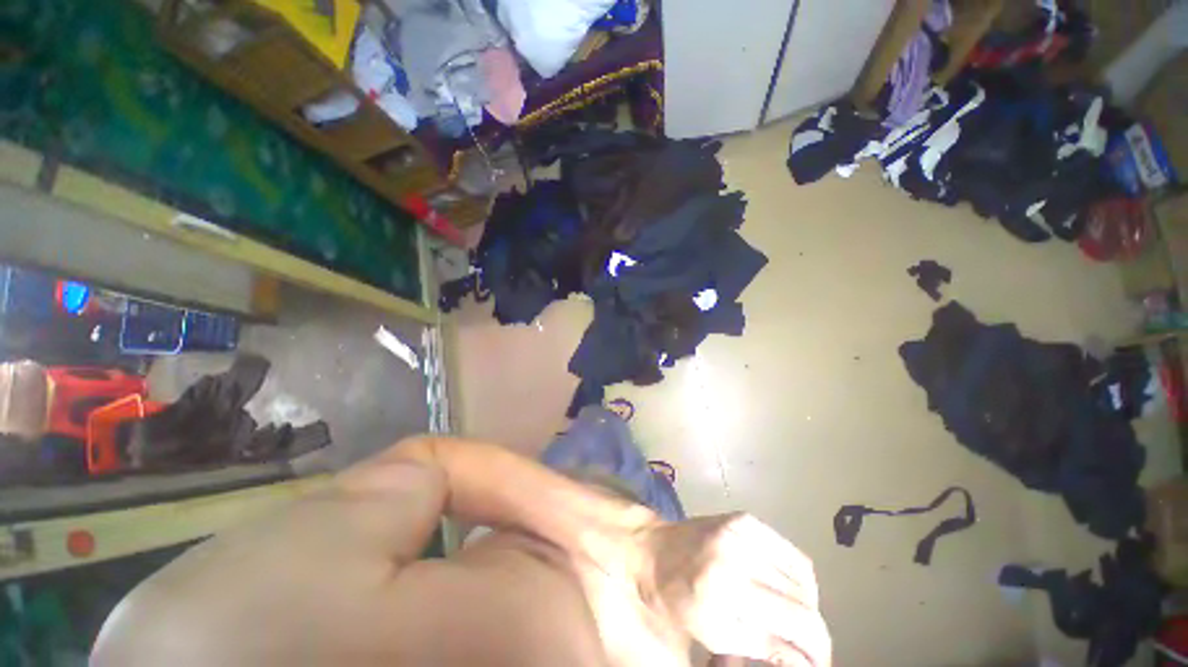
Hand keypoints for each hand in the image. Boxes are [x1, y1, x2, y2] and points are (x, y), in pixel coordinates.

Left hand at [642, 514, 829, 666]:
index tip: (817, 662)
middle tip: (803, 643)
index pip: (798, 623)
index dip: (818, 648)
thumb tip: (808, 658)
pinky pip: (790, 552)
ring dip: (806, 603)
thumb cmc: (676, 599)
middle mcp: (737, 554)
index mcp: (725, 590)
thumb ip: (764, 646)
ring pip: (803, 576)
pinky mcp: (744, 519)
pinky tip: (784, 588)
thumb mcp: (715, 634)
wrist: (651, 549)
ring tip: (792, 616)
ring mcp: (741, 530)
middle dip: (812, 628)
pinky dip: (797, 576)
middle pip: (804, 599)